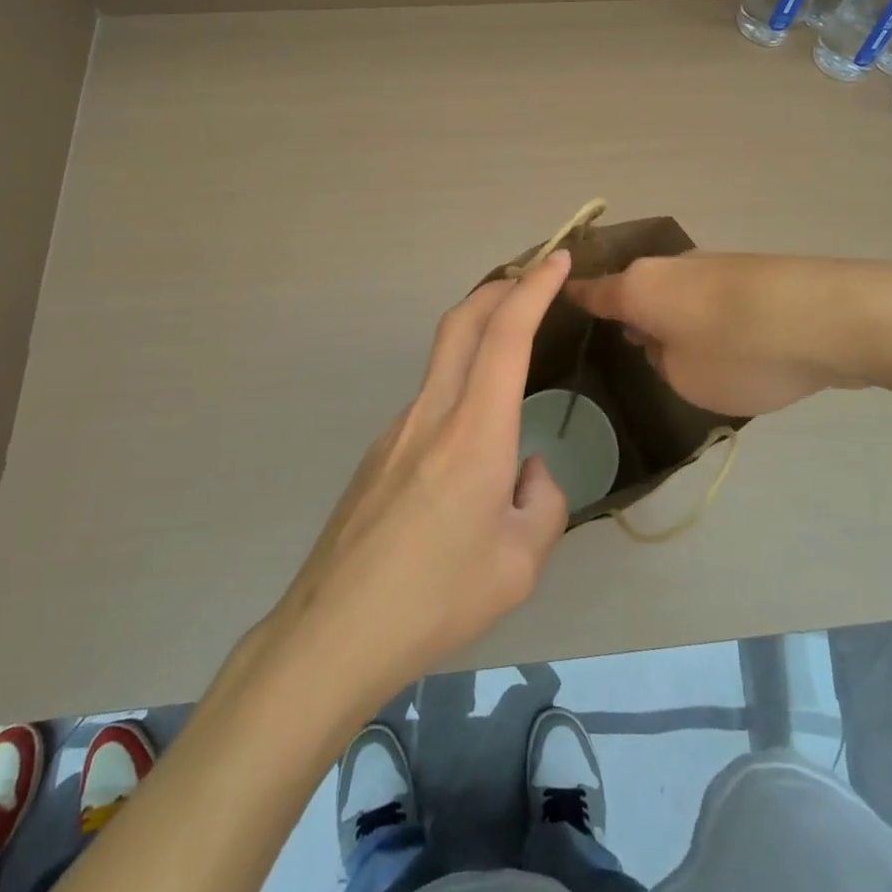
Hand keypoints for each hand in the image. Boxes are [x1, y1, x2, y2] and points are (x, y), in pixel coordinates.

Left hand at [264, 251, 572, 700]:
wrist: (336, 630)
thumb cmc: (438, 598)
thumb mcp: (520, 563)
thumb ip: (541, 503)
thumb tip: (526, 470)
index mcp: (474, 432)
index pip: (506, 335)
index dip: (534, 289)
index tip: (556, 261)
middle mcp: (432, 413)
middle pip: (462, 322)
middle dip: (500, 286)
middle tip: (533, 276)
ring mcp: (398, 429)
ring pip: (444, 359)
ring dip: (478, 335)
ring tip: (513, 358)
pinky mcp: (380, 451)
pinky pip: (430, 402)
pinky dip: (461, 388)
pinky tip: (472, 449)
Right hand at [566, 253, 875, 416]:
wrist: (829, 317)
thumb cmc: (738, 352)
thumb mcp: (685, 379)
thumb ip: (664, 362)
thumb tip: (668, 342)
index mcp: (639, 287)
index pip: (593, 292)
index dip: (575, 299)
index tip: (558, 299)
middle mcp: (669, 267)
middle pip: (640, 293)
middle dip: (638, 319)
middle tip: (642, 353)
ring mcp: (713, 265)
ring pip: (679, 296)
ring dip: (680, 321)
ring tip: (700, 359)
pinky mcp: (752, 272)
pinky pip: (715, 300)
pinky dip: (715, 320)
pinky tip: (740, 348)